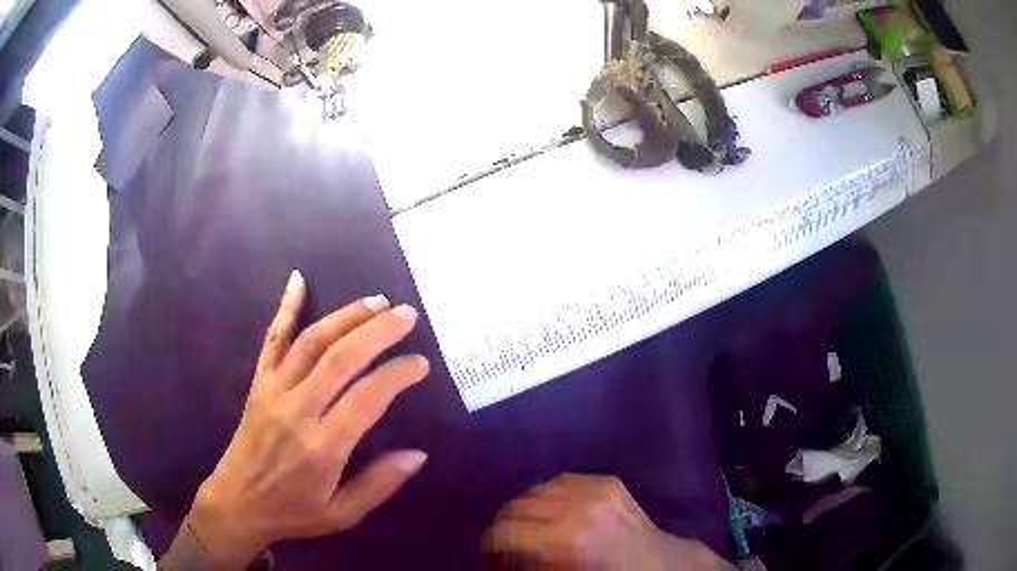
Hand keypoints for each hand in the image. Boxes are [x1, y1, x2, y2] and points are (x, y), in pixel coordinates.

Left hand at [186, 271, 429, 567]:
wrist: (238, 503)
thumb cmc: (293, 511)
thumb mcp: (343, 514)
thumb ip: (380, 484)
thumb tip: (418, 454)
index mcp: (322, 447)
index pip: (367, 398)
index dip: (397, 374)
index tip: (420, 363)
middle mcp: (297, 411)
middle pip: (340, 358)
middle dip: (377, 331)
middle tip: (406, 315)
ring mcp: (273, 391)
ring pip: (311, 342)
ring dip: (345, 316)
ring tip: (376, 302)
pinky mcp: (258, 383)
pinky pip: (271, 340)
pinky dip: (285, 308)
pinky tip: (297, 280)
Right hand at [485, 474, 730, 570]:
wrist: (661, 564)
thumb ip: (530, 564)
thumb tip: (501, 557)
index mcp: (567, 540)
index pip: (504, 532)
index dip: (488, 544)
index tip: (489, 555)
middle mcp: (578, 507)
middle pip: (516, 507)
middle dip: (504, 527)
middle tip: (506, 545)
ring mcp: (596, 489)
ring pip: (536, 489)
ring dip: (525, 509)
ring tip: (528, 528)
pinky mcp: (609, 481)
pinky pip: (562, 480)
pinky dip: (549, 495)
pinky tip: (553, 510)